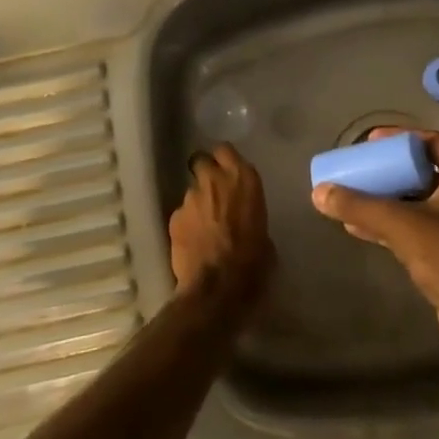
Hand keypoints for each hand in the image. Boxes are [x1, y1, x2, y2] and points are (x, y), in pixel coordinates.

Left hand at [168, 144, 273, 311]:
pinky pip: (182, 214)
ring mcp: (190, 198)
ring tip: (204, 225)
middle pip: (201, 161)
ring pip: (191, 190)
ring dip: (198, 202)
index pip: (225, 150)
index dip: (224, 160)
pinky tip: (193, 241)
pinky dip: (187, 223)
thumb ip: (251, 216)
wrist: (218, 289)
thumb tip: (245, 221)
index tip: (228, 170)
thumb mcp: (265, 235)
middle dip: (205, 171)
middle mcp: (214, 181)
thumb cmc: (254, 263)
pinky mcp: (174, 217)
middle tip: (213, 190)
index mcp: (243, 180)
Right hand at [311, 128, 438, 360]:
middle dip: (390, 169)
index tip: (371, 143)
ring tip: (354, 197)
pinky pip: (419, 226)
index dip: (401, 138)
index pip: (433, 141)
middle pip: (424, 170)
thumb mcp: (399, 224)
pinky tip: (360, 228)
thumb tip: (318, 192)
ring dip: (388, 198)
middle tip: (362, 168)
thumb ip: (358, 206)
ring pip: (420, 200)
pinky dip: (393, 222)